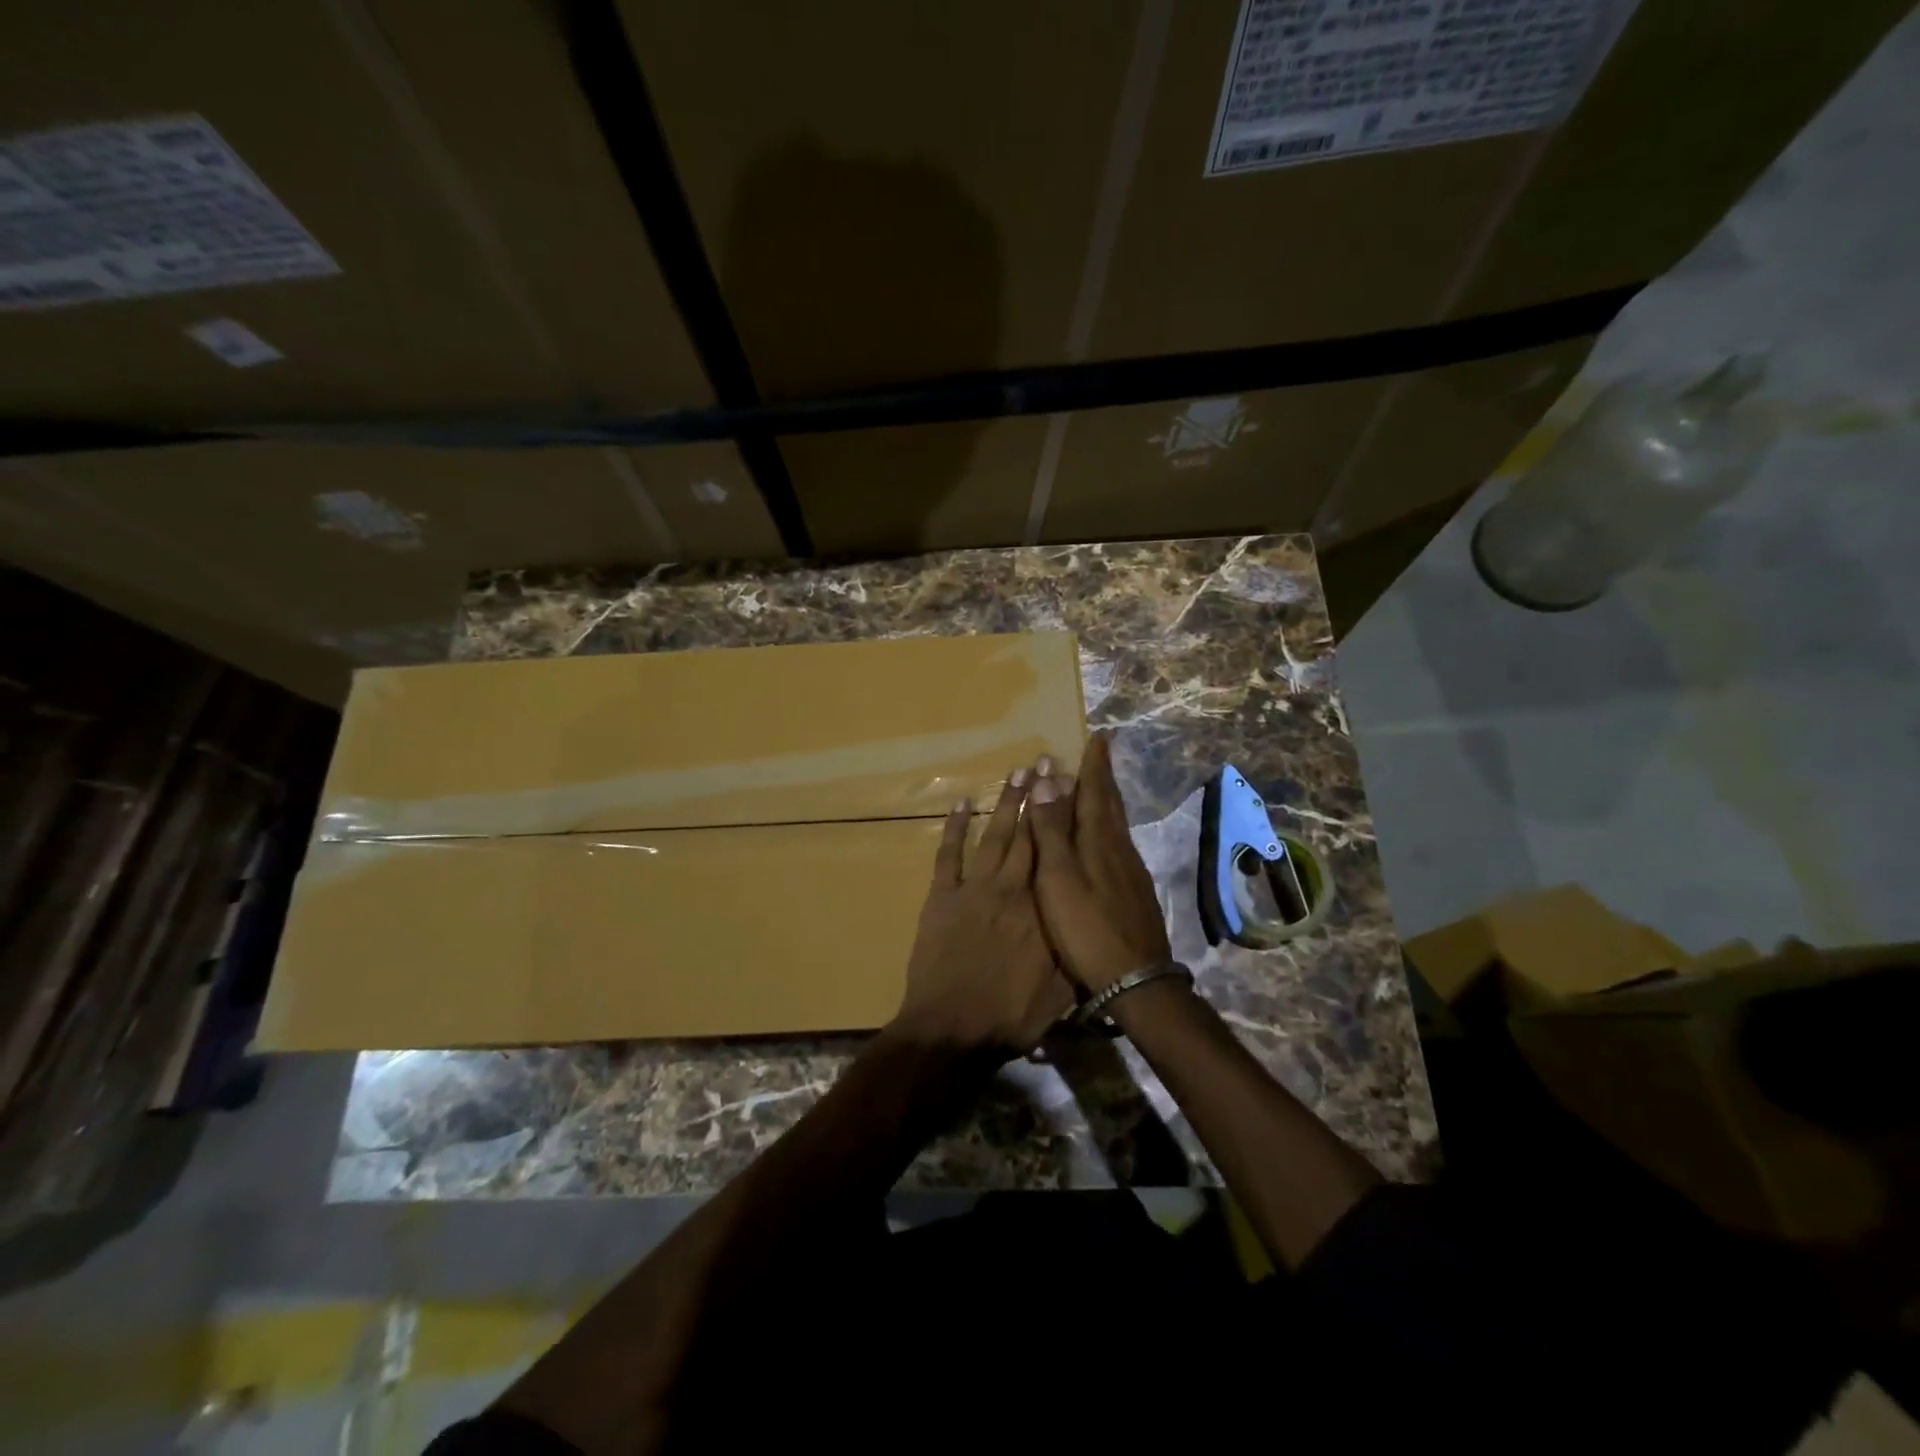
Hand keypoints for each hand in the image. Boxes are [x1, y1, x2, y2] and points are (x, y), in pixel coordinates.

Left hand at [888, 762, 1073, 1057]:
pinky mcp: (941, 897)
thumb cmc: (1010, 1016)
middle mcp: (1010, 888)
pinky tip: (959, 803)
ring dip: (1004, 803)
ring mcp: (973, 889)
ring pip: (993, 836)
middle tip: (1045, 761)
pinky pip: (948, 855)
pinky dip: (953, 828)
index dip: (1063, 817)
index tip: (1070, 786)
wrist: (951, 1028)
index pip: (1056, 853)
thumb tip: (1093, 924)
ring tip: (1016, 773)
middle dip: (1037, 796)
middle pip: (1026, 834)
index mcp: (1042, 908)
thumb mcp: (1061, 992)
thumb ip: (1076, 953)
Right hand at [1026, 732, 1172, 992]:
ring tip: (1096, 789)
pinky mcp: (1134, 892)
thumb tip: (1046, 778)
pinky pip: (1118, 845)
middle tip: (1098, 754)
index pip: (1095, 791)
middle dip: (1102, 777)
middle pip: (1110, 804)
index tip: (1097, 737)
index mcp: (1099, 840)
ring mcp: (1130, 871)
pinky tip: (1102, 841)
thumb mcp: (1058, 877)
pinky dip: (1107, 829)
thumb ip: (1051, 830)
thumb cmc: (1087, 927)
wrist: (1135, 979)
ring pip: (1116, 825)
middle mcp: (1119, 848)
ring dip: (1105, 801)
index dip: (1094, 764)